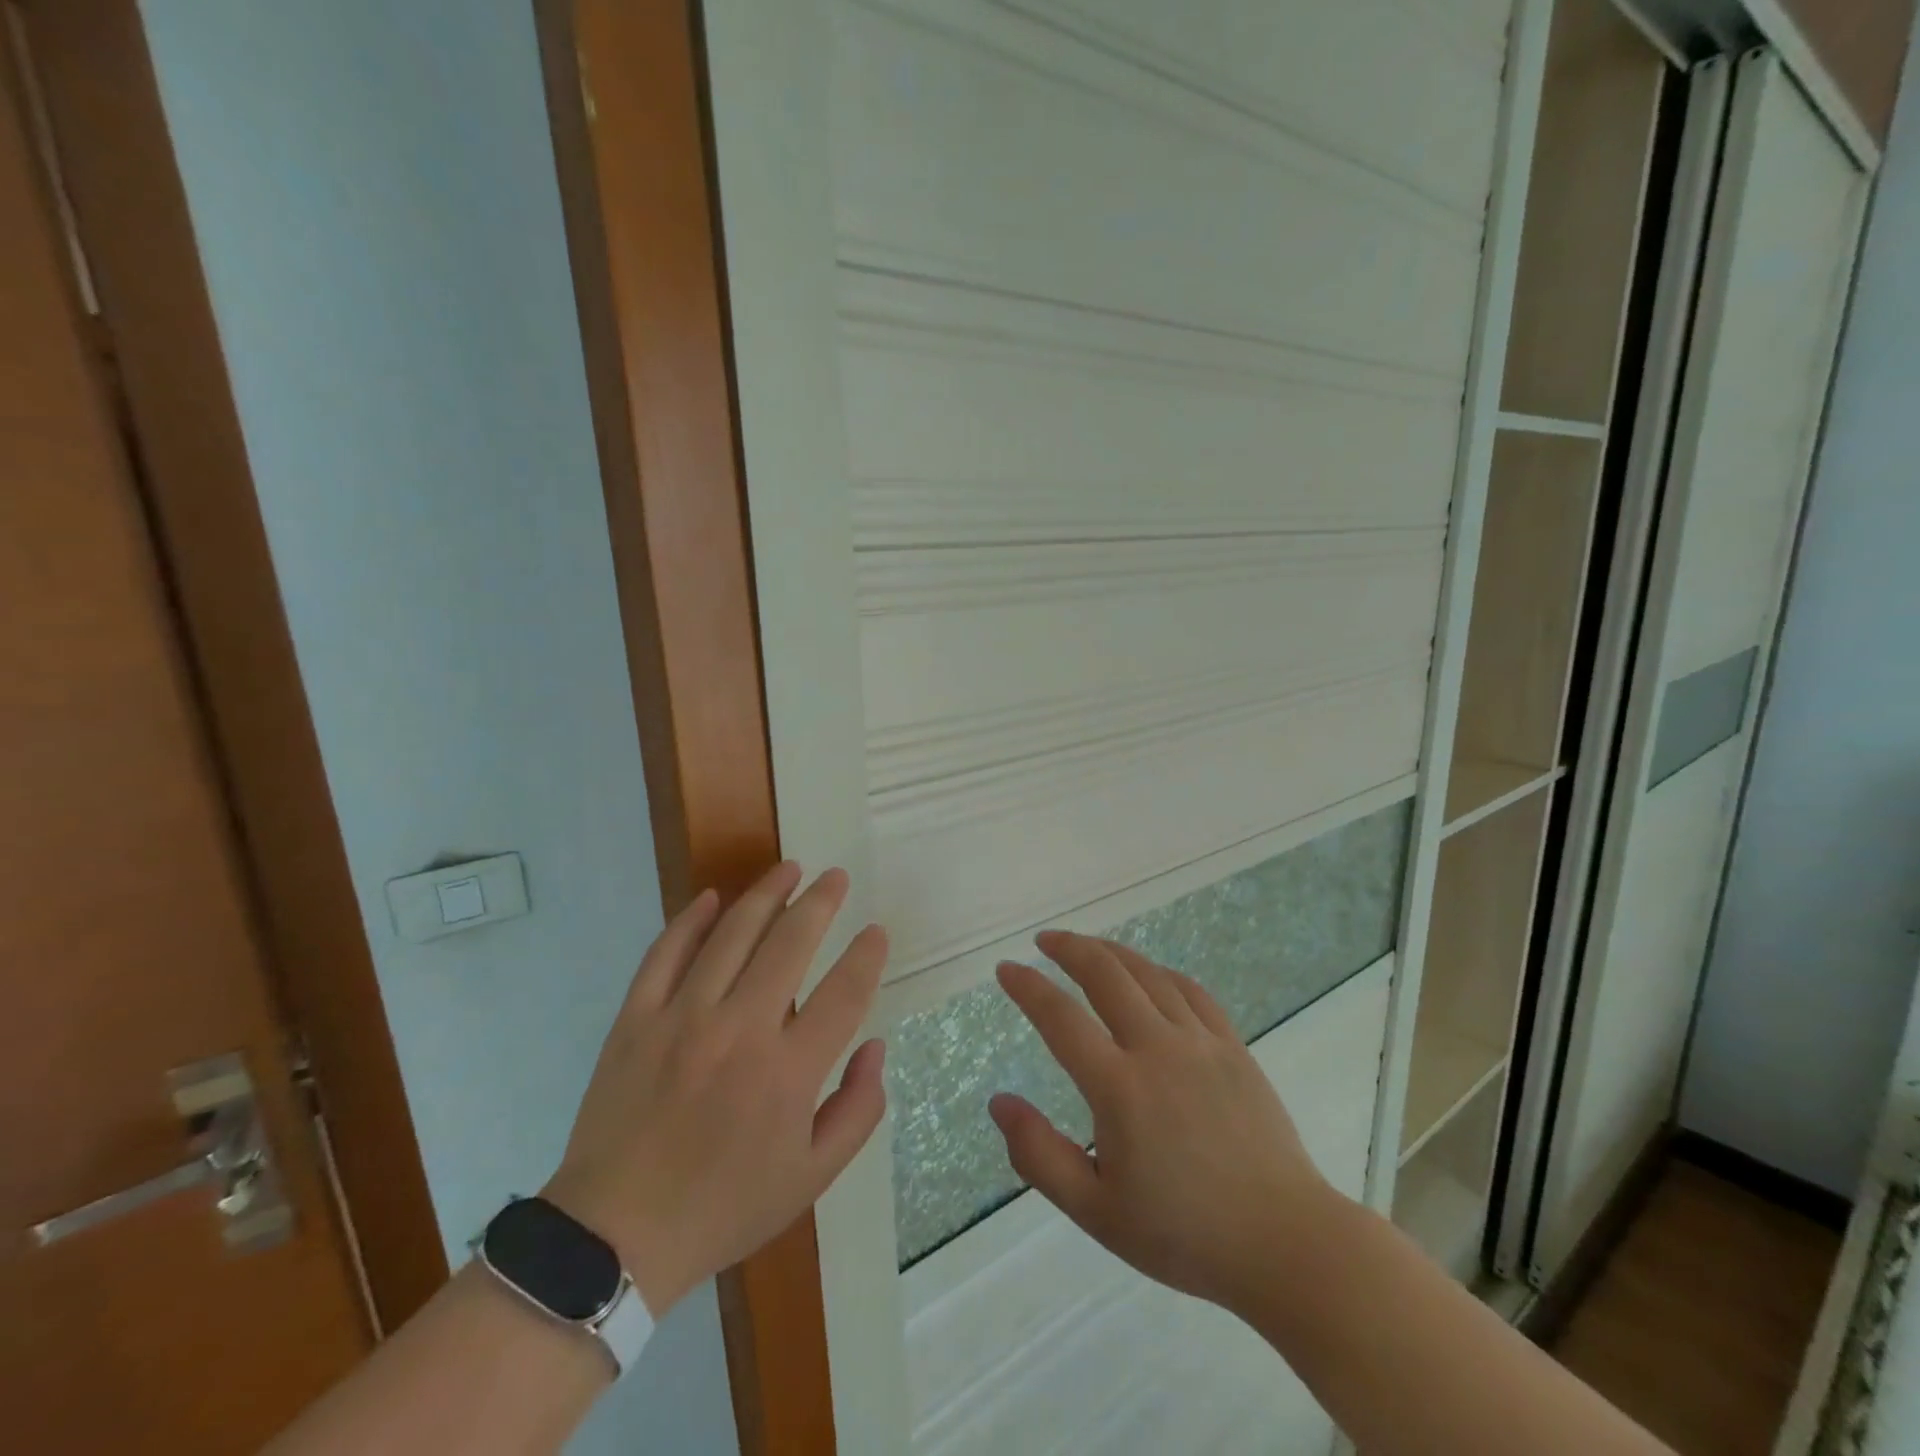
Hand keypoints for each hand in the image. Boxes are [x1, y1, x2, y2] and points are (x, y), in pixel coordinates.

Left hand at [542, 863, 887, 1315]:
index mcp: (788, 1072)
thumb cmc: (723, 1208)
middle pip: (791, 943)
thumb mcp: (811, 1178)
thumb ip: (857, 1110)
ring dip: (766, 894)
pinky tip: (711, 897)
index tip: (876, 931)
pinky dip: (690, 920)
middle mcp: (741, 1030)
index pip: (844, 992)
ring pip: (732, 934)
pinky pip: (666, 953)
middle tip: (836, 877)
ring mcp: (683, 1018)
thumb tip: (874, 1047)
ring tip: (788, 869)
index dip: (866, 955)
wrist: (613, 1239)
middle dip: (820, 902)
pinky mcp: (636, 1019)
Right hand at [990, 932, 1339, 1313]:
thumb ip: (1039, 1155)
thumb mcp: (1096, 1211)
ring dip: (1110, 951)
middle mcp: (1157, 1049)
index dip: (1028, 987)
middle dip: (1069, 948)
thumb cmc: (1183, 1234)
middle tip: (1044, 940)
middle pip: (1105, 974)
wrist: (1283, 1242)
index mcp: (1120, 1088)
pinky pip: (1190, 990)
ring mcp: (1200, 1042)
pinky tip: (1148, 973)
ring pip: (1147, 973)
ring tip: (1086, 946)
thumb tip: (999, 1102)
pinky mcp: (1233, 1047)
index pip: (1061, 1018)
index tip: (1006, 969)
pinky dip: (1159, 971)